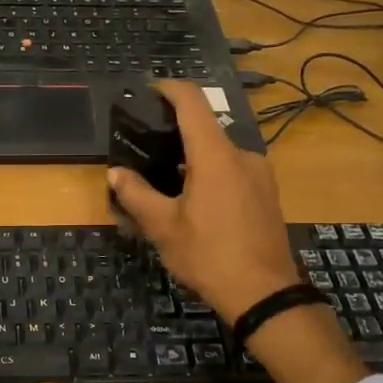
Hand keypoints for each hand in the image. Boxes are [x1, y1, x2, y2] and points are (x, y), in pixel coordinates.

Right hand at [107, 81, 302, 323]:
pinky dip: (210, 176)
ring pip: (219, 155)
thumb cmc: (208, 256)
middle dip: (175, 137)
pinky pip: (233, 172)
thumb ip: (137, 195)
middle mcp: (242, 156)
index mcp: (216, 156)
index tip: (150, 90)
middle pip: (205, 131)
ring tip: (166, 185)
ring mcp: (259, 175)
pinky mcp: (267, 194)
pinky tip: (195, 203)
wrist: (263, 294)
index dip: (170, 89)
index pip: (192, 103)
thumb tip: (116, 173)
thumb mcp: (163, 227)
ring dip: (193, 161)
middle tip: (147, 153)